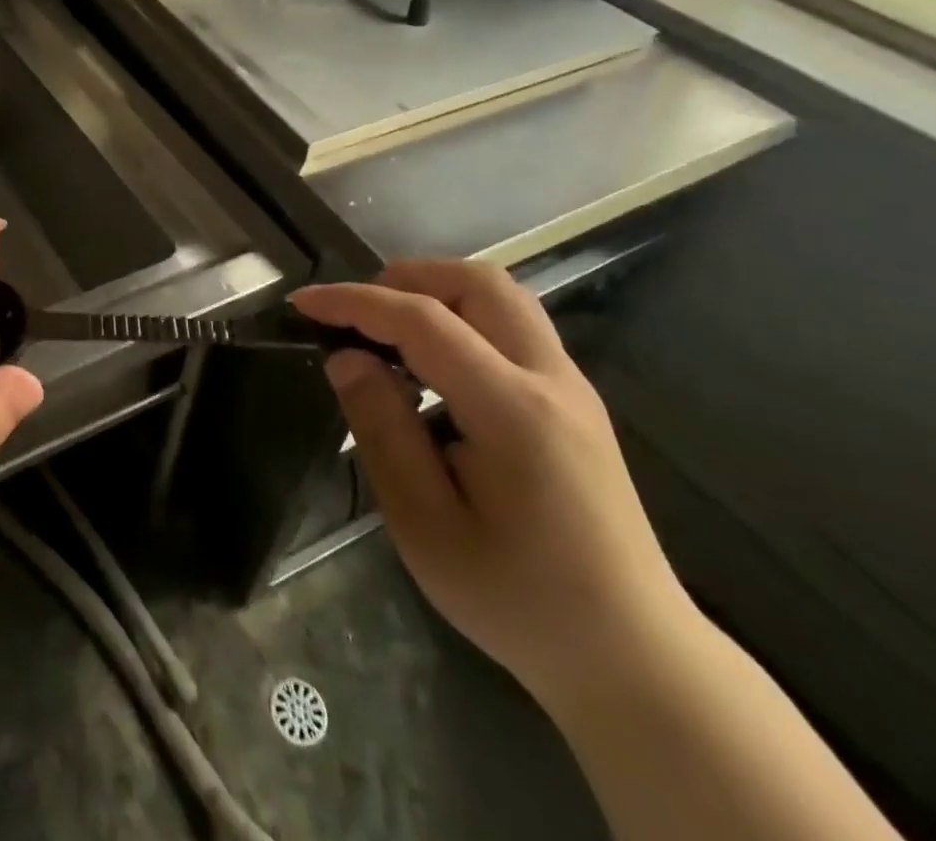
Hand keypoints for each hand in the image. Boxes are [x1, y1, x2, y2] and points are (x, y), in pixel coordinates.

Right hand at [292, 261, 696, 707]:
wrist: (632, 657)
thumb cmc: (517, 599)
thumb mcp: (425, 525)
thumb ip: (381, 429)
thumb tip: (347, 358)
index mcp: (514, 411)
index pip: (423, 321)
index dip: (356, 302)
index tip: (303, 303)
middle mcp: (551, 380)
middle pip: (477, 281)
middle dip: (404, 278)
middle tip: (356, 314)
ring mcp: (571, 387)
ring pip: (500, 295)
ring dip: (435, 292)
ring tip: (387, 331)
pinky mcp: (574, 401)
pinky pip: (511, 325)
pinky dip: (460, 317)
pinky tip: (431, 366)